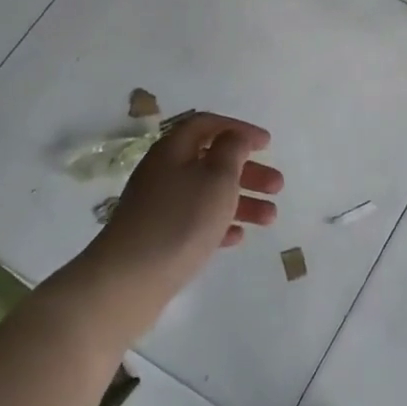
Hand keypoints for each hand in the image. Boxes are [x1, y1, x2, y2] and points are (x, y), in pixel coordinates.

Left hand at [85, 113, 281, 316]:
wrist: (128, 281)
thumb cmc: (180, 219)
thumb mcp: (216, 177)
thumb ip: (232, 151)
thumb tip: (234, 137)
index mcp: (174, 150)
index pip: (208, 125)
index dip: (239, 129)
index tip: (267, 144)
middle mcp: (164, 172)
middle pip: (211, 161)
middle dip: (248, 171)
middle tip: (277, 186)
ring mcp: (159, 206)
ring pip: (207, 194)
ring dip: (241, 201)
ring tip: (271, 218)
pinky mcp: (158, 237)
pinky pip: (195, 222)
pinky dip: (219, 224)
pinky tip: (238, 237)